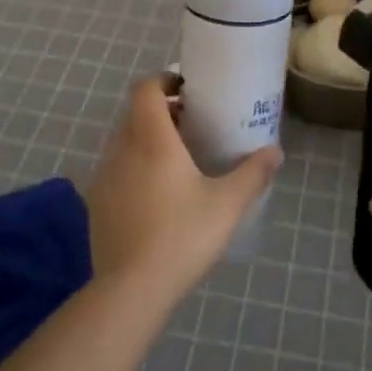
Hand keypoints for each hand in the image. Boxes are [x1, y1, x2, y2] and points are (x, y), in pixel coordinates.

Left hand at [84, 75, 281, 307]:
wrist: (131, 289)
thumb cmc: (183, 236)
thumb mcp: (227, 204)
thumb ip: (253, 173)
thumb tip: (275, 151)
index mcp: (152, 140)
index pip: (146, 89)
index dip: (164, 81)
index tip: (187, 90)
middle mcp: (122, 149)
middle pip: (135, 113)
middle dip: (161, 111)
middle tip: (191, 126)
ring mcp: (104, 176)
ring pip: (123, 141)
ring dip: (146, 139)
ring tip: (175, 161)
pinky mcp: (96, 202)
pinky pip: (115, 168)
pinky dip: (133, 166)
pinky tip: (155, 195)